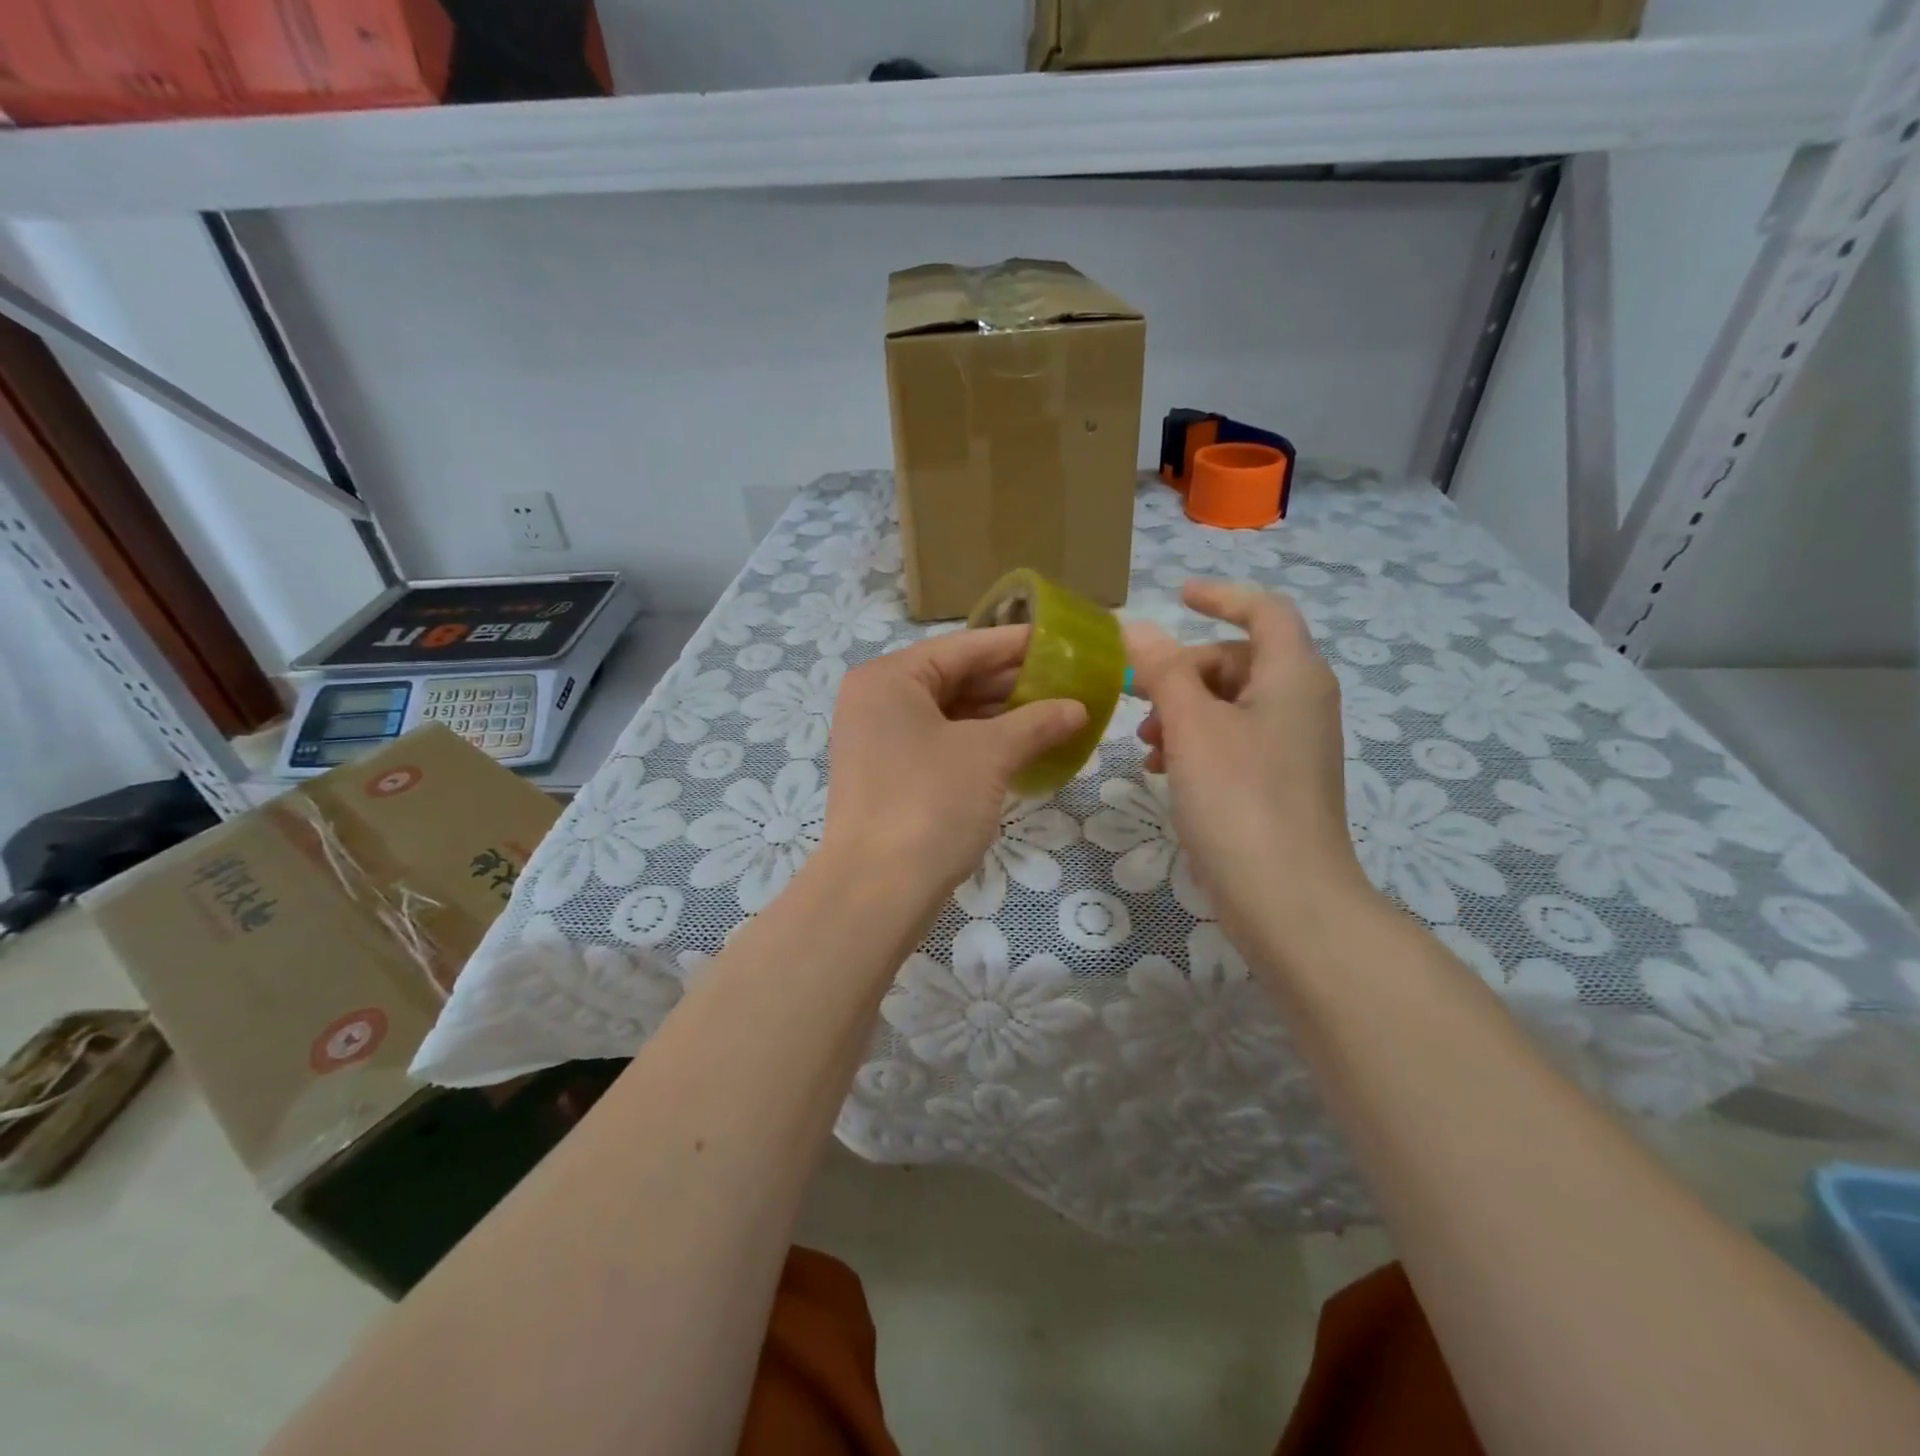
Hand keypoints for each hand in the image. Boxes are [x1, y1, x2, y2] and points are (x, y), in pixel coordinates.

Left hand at [820, 626, 1087, 905]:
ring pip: (949, 715)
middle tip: (1066, 682)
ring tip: (1053, 714)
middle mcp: (877, 701)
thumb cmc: (930, 803)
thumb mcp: (989, 755)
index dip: (1015, 644)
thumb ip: (1036, 723)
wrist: (877, 891)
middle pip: (954, 679)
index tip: (1061, 641)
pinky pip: (940, 745)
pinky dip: (979, 744)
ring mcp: (878, 742)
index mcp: (889, 678)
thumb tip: (1078, 708)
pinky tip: (1021, 748)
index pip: (963, 647)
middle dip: (1011, 683)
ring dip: (999, 716)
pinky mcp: (888, 777)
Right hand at [1126, 580, 1377, 960]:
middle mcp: (1302, 701)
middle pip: (1239, 659)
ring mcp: (1293, 745)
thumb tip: (1136, 628)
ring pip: (1231, 703)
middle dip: (1185, 671)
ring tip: (1146, 745)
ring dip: (1184, 711)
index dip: (1221, 596)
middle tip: (1141, 699)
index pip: (1264, 610)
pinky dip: (1197, 743)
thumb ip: (1164, 670)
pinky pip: (1234, 740)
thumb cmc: (1240, 798)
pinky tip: (1163, 771)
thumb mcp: (1193, 726)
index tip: (1178, 595)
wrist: (1287, 897)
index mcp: (1293, 675)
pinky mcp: (1279, 781)